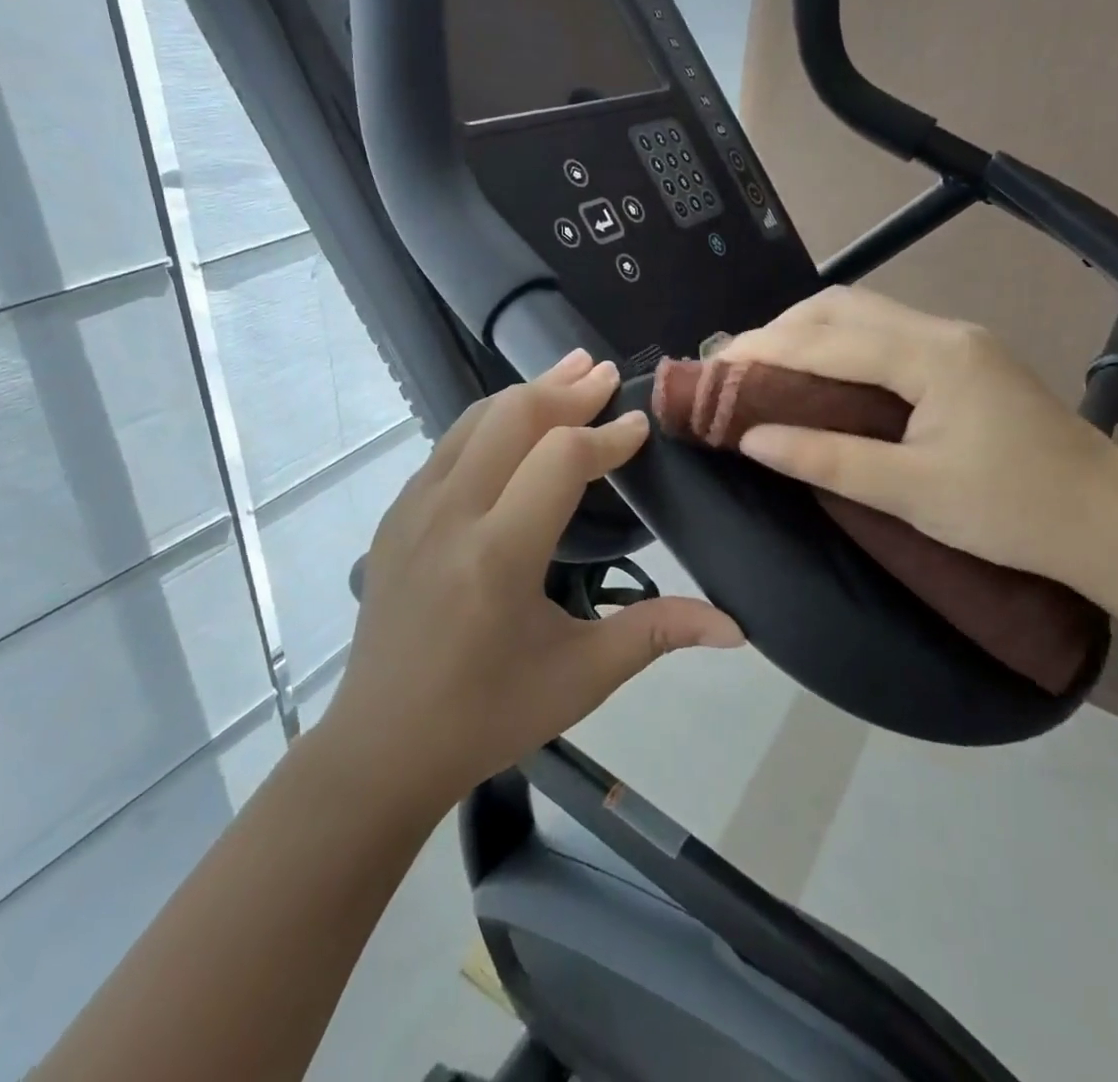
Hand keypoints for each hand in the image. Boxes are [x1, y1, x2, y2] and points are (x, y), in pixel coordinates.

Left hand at [322, 350, 744, 808]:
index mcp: (498, 556)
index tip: (640, 427)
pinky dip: (491, 420)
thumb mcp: (581, 677)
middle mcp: (450, 516)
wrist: (382, 745)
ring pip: (475, 421)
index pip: (561, 460)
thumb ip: (657, 634)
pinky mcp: (395, 514)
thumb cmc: (488, 714)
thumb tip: (736, 627)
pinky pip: (449, 445)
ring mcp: (413, 510)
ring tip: (568, 371)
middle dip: (566, 390)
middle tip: (605, 374)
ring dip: (526, 392)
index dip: (608, 436)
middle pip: (512, 417)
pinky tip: (515, 422)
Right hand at [719, 285, 1117, 608]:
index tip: (711, 369)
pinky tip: (820, 374)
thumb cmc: (1015, 513)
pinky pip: (883, 334)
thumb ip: (829, 460)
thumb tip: (753, 439)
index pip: (826, 340)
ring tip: (765, 368)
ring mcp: (957, 341)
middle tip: (734, 369)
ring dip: (807, 333)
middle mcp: (942, 331)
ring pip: (862, 314)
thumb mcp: (913, 493)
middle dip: (779, 330)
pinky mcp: (964, 359)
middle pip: (841, 307)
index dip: (762, 350)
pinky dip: (837, 345)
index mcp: (932, 356)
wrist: (1116, 523)